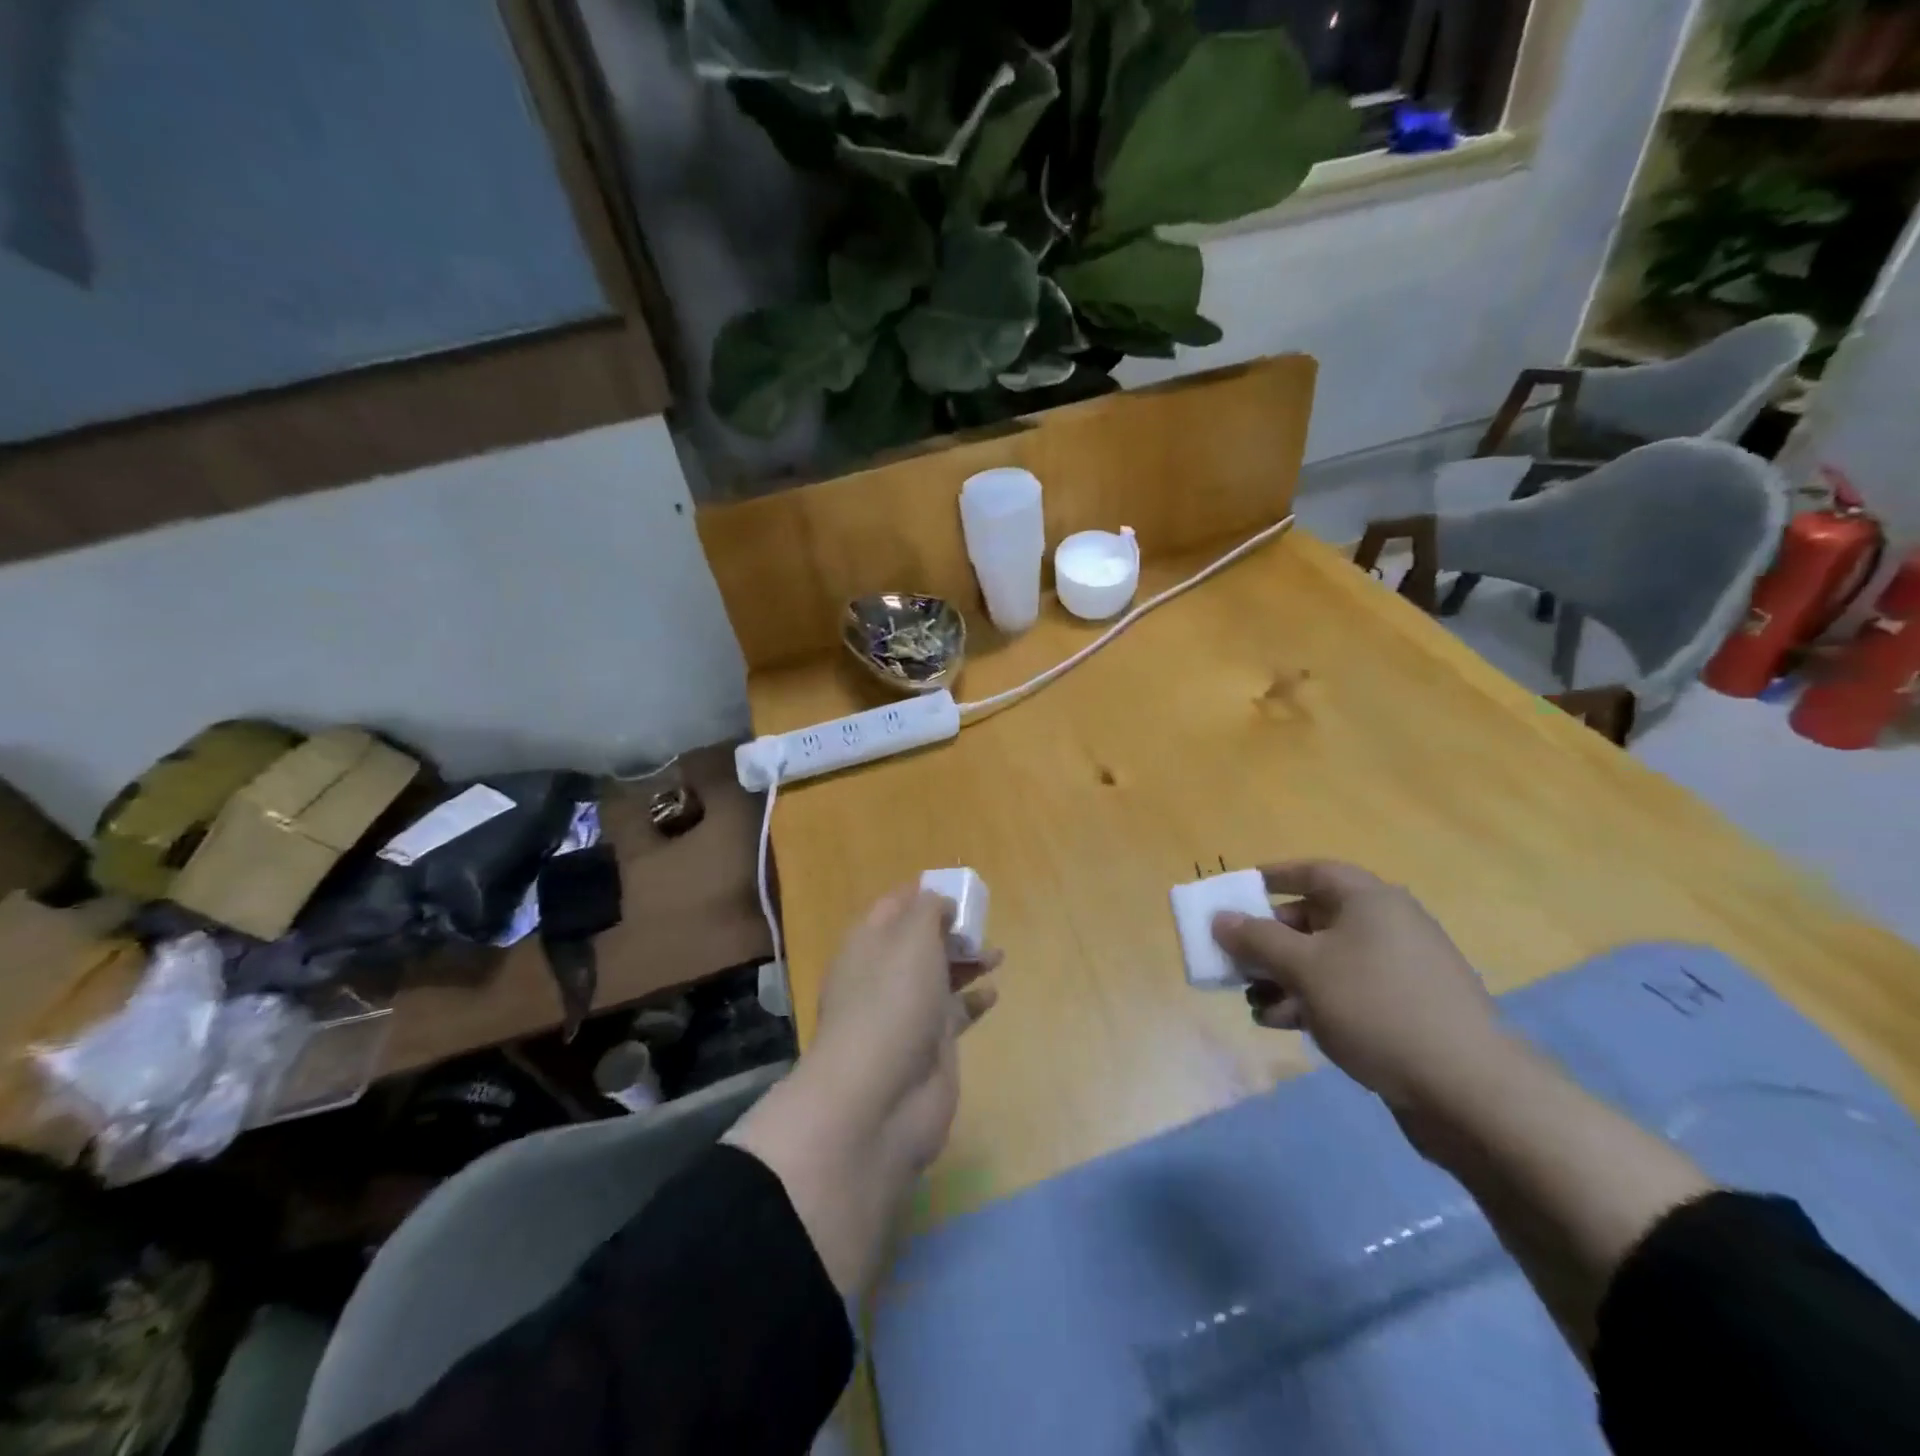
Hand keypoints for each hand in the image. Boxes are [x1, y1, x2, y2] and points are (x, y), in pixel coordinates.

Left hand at [810, 886, 998, 1171]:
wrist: (879, 1099)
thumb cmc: (892, 1002)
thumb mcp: (911, 938)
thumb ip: (929, 910)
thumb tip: (940, 903)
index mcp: (868, 943)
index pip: (894, 906)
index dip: (924, 893)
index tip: (957, 887)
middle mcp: (882, 975)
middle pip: (918, 941)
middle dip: (949, 929)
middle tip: (981, 922)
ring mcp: (904, 1013)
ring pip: (938, 976)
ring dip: (966, 962)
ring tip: (997, 954)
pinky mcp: (928, 1047)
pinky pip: (953, 1014)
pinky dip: (972, 1001)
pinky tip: (993, 993)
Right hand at [1211, 861, 1502, 1109]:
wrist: (1470, 1090)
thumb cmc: (1376, 1007)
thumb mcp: (1304, 968)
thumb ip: (1256, 939)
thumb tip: (1220, 918)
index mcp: (1369, 900)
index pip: (1313, 871)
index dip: (1272, 877)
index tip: (1237, 892)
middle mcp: (1386, 926)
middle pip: (1314, 919)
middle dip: (1269, 940)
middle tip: (1236, 958)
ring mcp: (1399, 971)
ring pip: (1326, 961)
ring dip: (1284, 977)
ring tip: (1252, 1002)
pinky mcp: (1405, 1010)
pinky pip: (1345, 992)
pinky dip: (1312, 1001)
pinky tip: (1282, 1024)